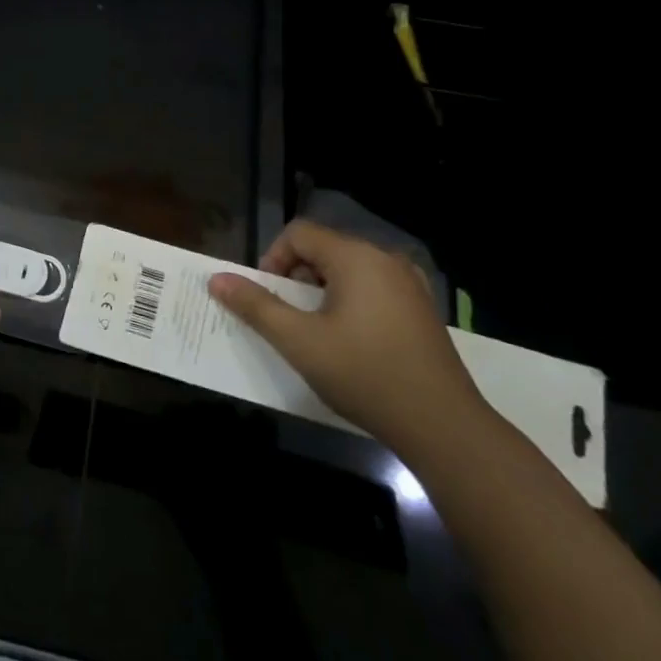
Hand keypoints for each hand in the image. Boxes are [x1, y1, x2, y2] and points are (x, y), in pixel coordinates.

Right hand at [206, 219, 485, 458]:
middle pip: (325, 249)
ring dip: (322, 291)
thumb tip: (217, 279)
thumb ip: (256, 305)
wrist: (443, 426)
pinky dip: (350, 302)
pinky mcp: (422, 309)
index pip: (299, 233)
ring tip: (316, 332)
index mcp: (357, 258)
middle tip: (288, 317)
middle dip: (296, 277)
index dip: (273, 259)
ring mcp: (410, 284)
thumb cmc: (364, 375)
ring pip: (349, 270)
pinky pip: (373, 288)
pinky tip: (351, 341)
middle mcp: (386, 260)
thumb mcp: (299, 342)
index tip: (268, 298)